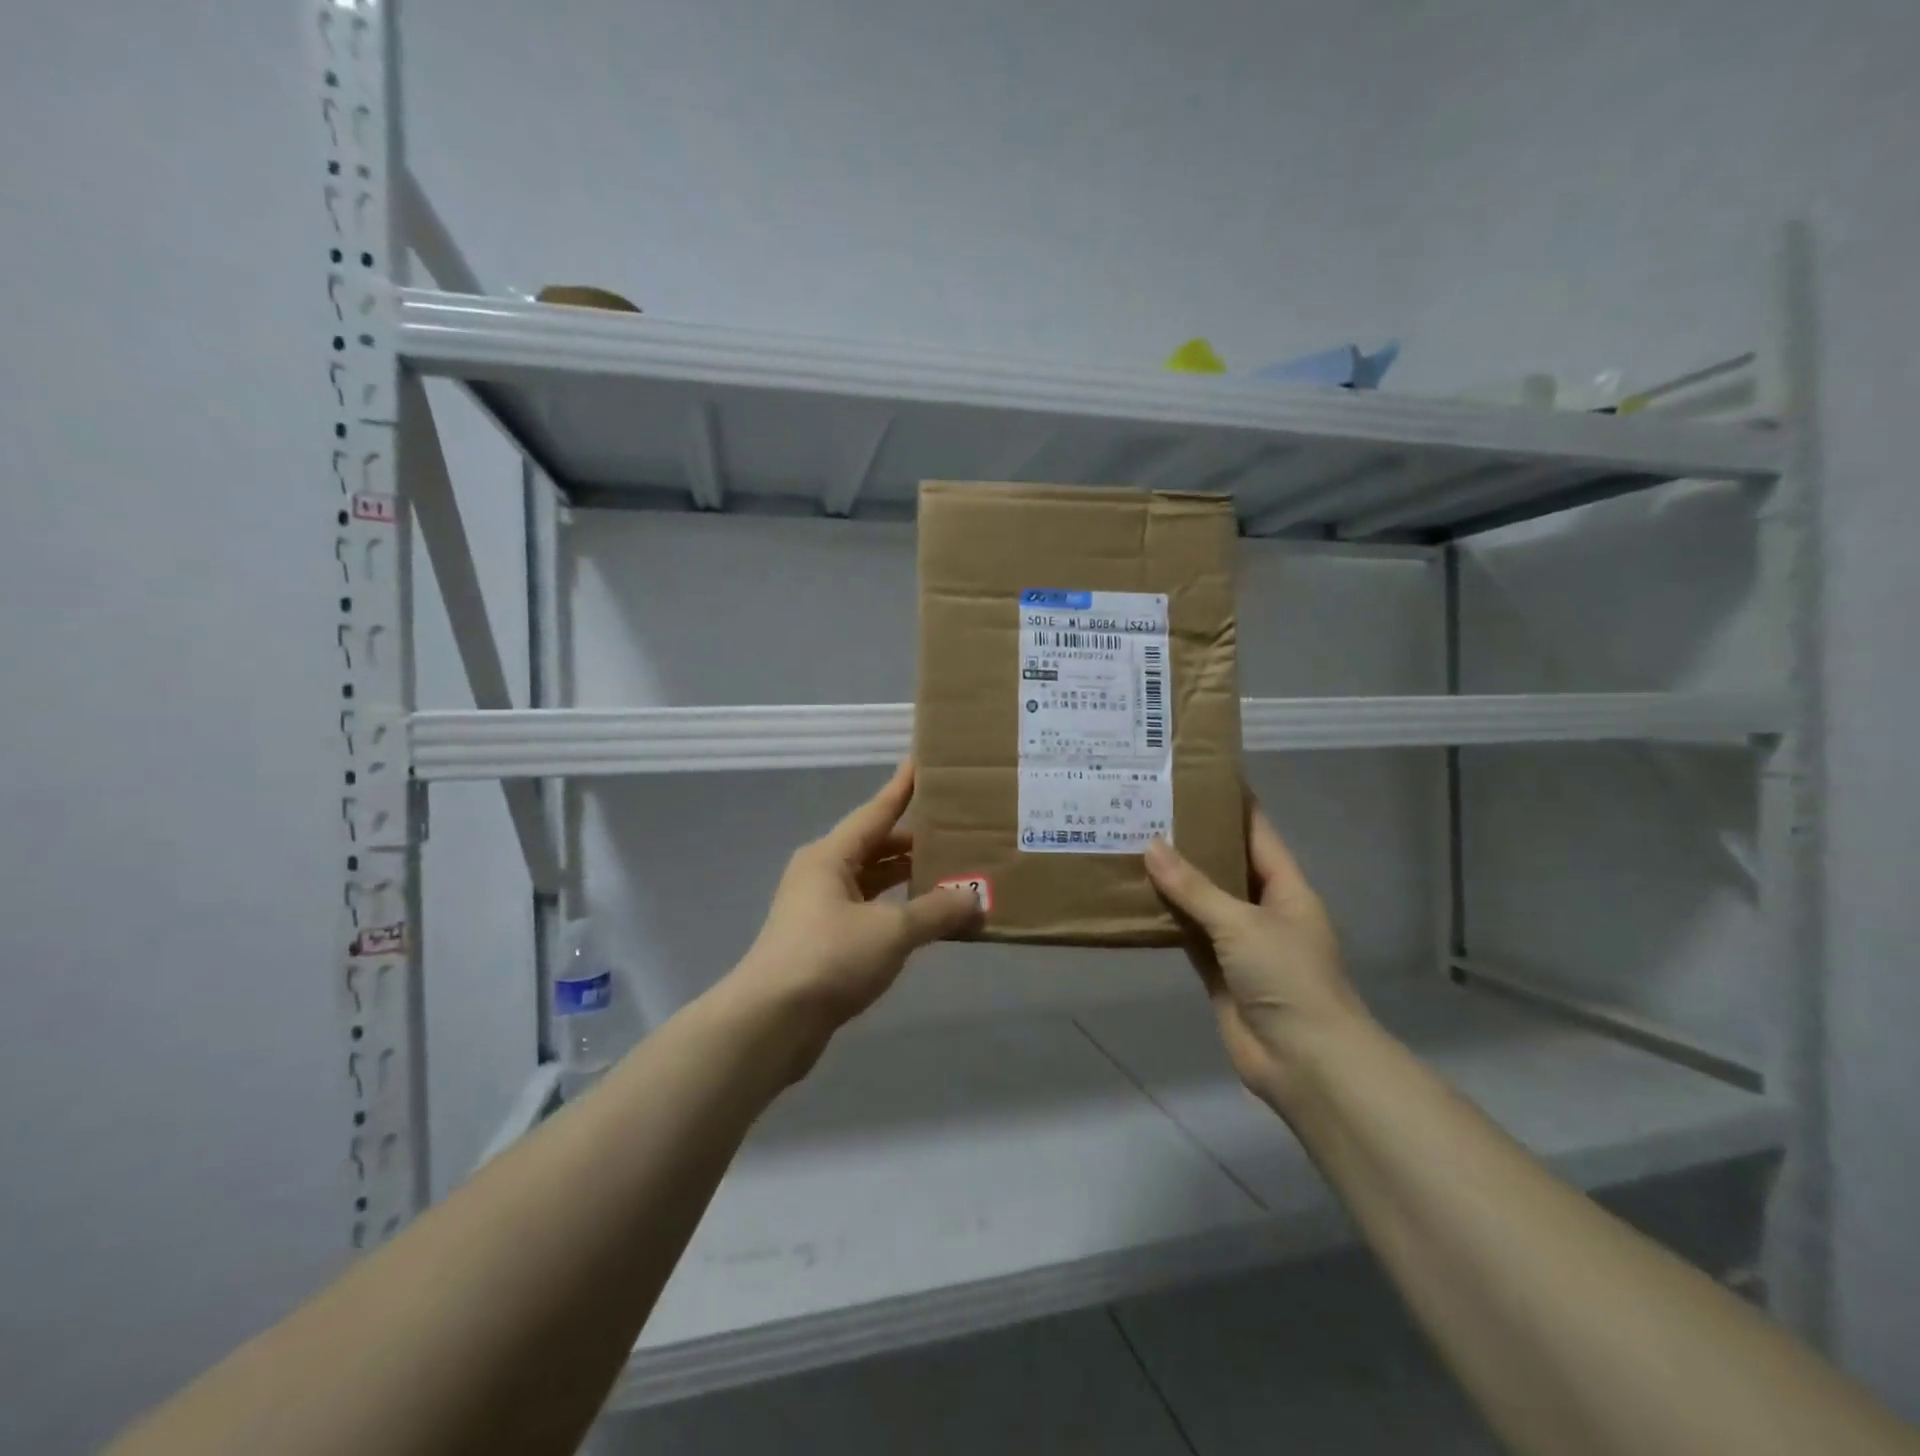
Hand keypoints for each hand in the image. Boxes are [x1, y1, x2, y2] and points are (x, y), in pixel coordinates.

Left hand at [733, 761, 981, 1039]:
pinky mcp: (822, 941)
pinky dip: (895, 909)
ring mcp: (818, 908)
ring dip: (905, 878)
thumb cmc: (829, 959)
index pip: (876, 812)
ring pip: (871, 881)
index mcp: (830, 856)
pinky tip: (922, 919)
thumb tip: (974, 900)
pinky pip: (867, 911)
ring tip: (949, 871)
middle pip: (874, 846)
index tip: (920, 763)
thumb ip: (936, 912)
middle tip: (955, 828)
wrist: (770, 1023)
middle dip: (913, 839)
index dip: (901, 788)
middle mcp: (821, 874)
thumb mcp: (891, 931)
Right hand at [1144, 803, 1368, 1108]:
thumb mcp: (1242, 923)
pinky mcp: (1217, 971)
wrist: (1305, 1061)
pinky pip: (1187, 935)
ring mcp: (1239, 942)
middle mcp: (1263, 909)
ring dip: (1173, 880)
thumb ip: (1194, 887)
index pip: (1256, 832)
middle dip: (1191, 840)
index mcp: (1285, 888)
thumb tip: (1151, 846)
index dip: (1231, 804)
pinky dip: (1165, 918)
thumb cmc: (1287, 978)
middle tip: (1147, 809)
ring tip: (1131, 843)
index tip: (1196, 776)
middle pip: (1224, 864)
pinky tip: (1134, 896)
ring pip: (1201, 900)